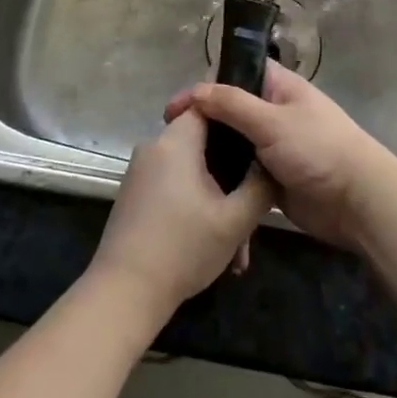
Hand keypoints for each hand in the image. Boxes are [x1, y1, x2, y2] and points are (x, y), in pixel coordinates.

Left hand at [90, 108, 274, 319]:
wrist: (125, 292)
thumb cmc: (183, 248)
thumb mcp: (235, 220)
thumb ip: (260, 186)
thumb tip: (271, 164)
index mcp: (176, 141)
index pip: (208, 105)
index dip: (237, 116)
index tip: (260, 137)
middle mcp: (154, 147)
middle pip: (202, 141)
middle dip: (232, 172)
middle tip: (255, 204)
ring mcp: (141, 171)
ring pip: (191, 169)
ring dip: (217, 197)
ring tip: (239, 242)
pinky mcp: (135, 194)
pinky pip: (174, 185)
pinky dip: (196, 204)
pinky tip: (214, 243)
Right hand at [165, 62, 396, 250]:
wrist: (358, 203)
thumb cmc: (319, 150)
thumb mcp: (272, 121)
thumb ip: (232, 104)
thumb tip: (194, 92)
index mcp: (279, 88)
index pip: (236, 74)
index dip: (205, 85)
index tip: (175, 109)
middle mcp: (274, 113)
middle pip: (230, 111)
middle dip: (203, 123)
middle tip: (171, 141)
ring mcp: (273, 147)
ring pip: (234, 145)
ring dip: (212, 154)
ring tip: (178, 167)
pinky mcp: (272, 179)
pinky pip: (242, 175)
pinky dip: (225, 180)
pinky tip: (199, 190)